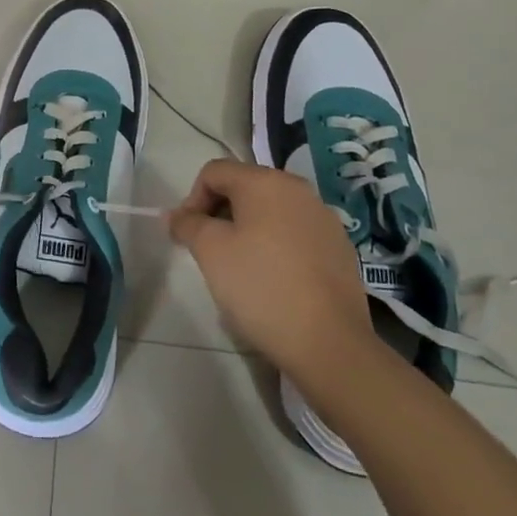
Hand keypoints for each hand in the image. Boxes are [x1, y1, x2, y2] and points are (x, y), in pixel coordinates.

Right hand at [170, 160, 379, 394]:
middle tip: (209, 251)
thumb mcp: (210, 251)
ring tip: (240, 267)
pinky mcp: (339, 248)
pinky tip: (273, 280)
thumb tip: (176, 216)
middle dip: (219, 214)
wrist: (329, 343)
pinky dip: (276, 246)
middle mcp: (298, 190)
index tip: (187, 236)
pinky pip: (295, 233)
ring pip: (271, 211)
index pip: (214, 172)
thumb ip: (187, 224)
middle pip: (244, 188)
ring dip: (247, 230)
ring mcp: (324, 218)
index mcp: (266, 181)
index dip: (192, 199)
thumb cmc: (261, 287)